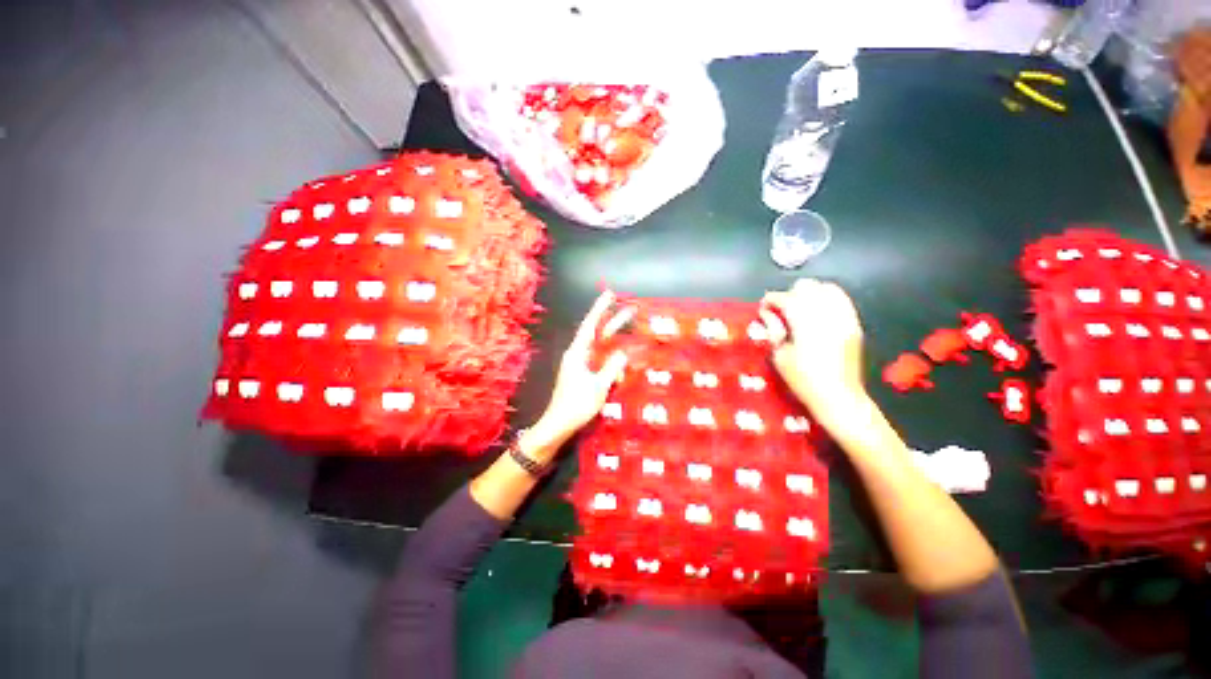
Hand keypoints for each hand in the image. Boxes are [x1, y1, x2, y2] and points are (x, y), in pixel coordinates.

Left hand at [531, 291, 631, 444]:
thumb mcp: (599, 386)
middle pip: (598, 334)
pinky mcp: (583, 376)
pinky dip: (611, 369)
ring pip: (602, 352)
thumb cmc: (577, 404)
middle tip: (631, 310)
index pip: (591, 325)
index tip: (609, 294)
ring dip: (615, 353)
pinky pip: (600, 365)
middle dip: (614, 323)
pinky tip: (619, 378)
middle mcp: (578, 355)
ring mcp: (581, 366)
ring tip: (629, 355)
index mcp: (578, 353)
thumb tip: (623, 354)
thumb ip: (612, 368)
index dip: (600, 309)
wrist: (558, 425)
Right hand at [759, 279, 866, 430]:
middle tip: (781, 309)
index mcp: (805, 324)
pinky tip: (818, 312)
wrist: (839, 396)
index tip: (764, 306)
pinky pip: (841, 300)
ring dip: (810, 294)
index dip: (771, 299)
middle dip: (790, 294)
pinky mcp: (854, 324)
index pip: (785, 298)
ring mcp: (844, 318)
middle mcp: (827, 315)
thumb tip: (767, 313)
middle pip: (807, 287)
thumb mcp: (780, 356)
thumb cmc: (803, 380)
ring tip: (800, 308)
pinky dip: (827, 299)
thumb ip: (773, 329)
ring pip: (827, 289)